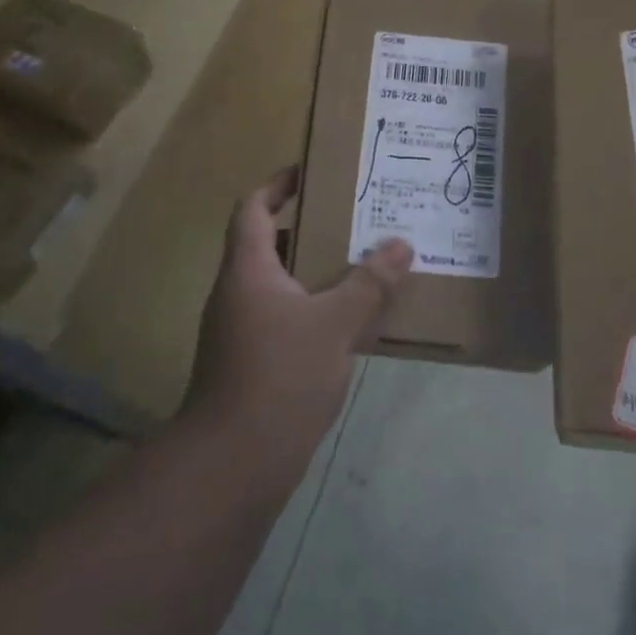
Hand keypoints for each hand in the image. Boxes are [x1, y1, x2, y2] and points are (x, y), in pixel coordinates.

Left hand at [185, 167, 412, 455]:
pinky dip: (313, 306)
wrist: (234, 464)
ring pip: (279, 283)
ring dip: (314, 269)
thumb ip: (368, 284)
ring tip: (360, 262)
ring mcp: (240, 330)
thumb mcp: (335, 324)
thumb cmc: (280, 376)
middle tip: (352, 217)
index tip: (310, 171)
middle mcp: (237, 293)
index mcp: (248, 270)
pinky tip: (349, 319)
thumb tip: (401, 245)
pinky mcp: (251, 362)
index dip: (276, 185)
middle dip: (307, 227)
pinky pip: (284, 315)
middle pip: (267, 243)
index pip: (252, 208)